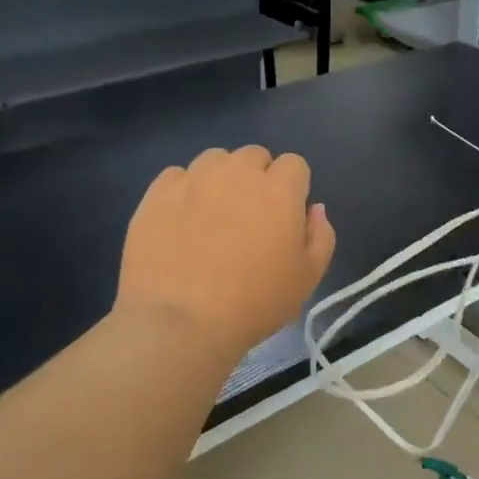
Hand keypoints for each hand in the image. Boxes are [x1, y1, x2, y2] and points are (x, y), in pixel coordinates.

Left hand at [117, 147, 335, 364]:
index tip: (286, 216)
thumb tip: (313, 208)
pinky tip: (180, 219)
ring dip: (221, 177)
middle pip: (254, 155)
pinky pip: (176, 175)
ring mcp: (194, 179)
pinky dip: (183, 189)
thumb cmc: (254, 303)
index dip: (293, 187)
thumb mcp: (308, 278)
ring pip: (215, 159)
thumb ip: (321, 236)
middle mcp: (238, 173)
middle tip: (250, 216)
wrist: (179, 323)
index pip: (295, 164)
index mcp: (279, 190)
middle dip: (258, 177)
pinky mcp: (157, 193)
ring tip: (213, 212)